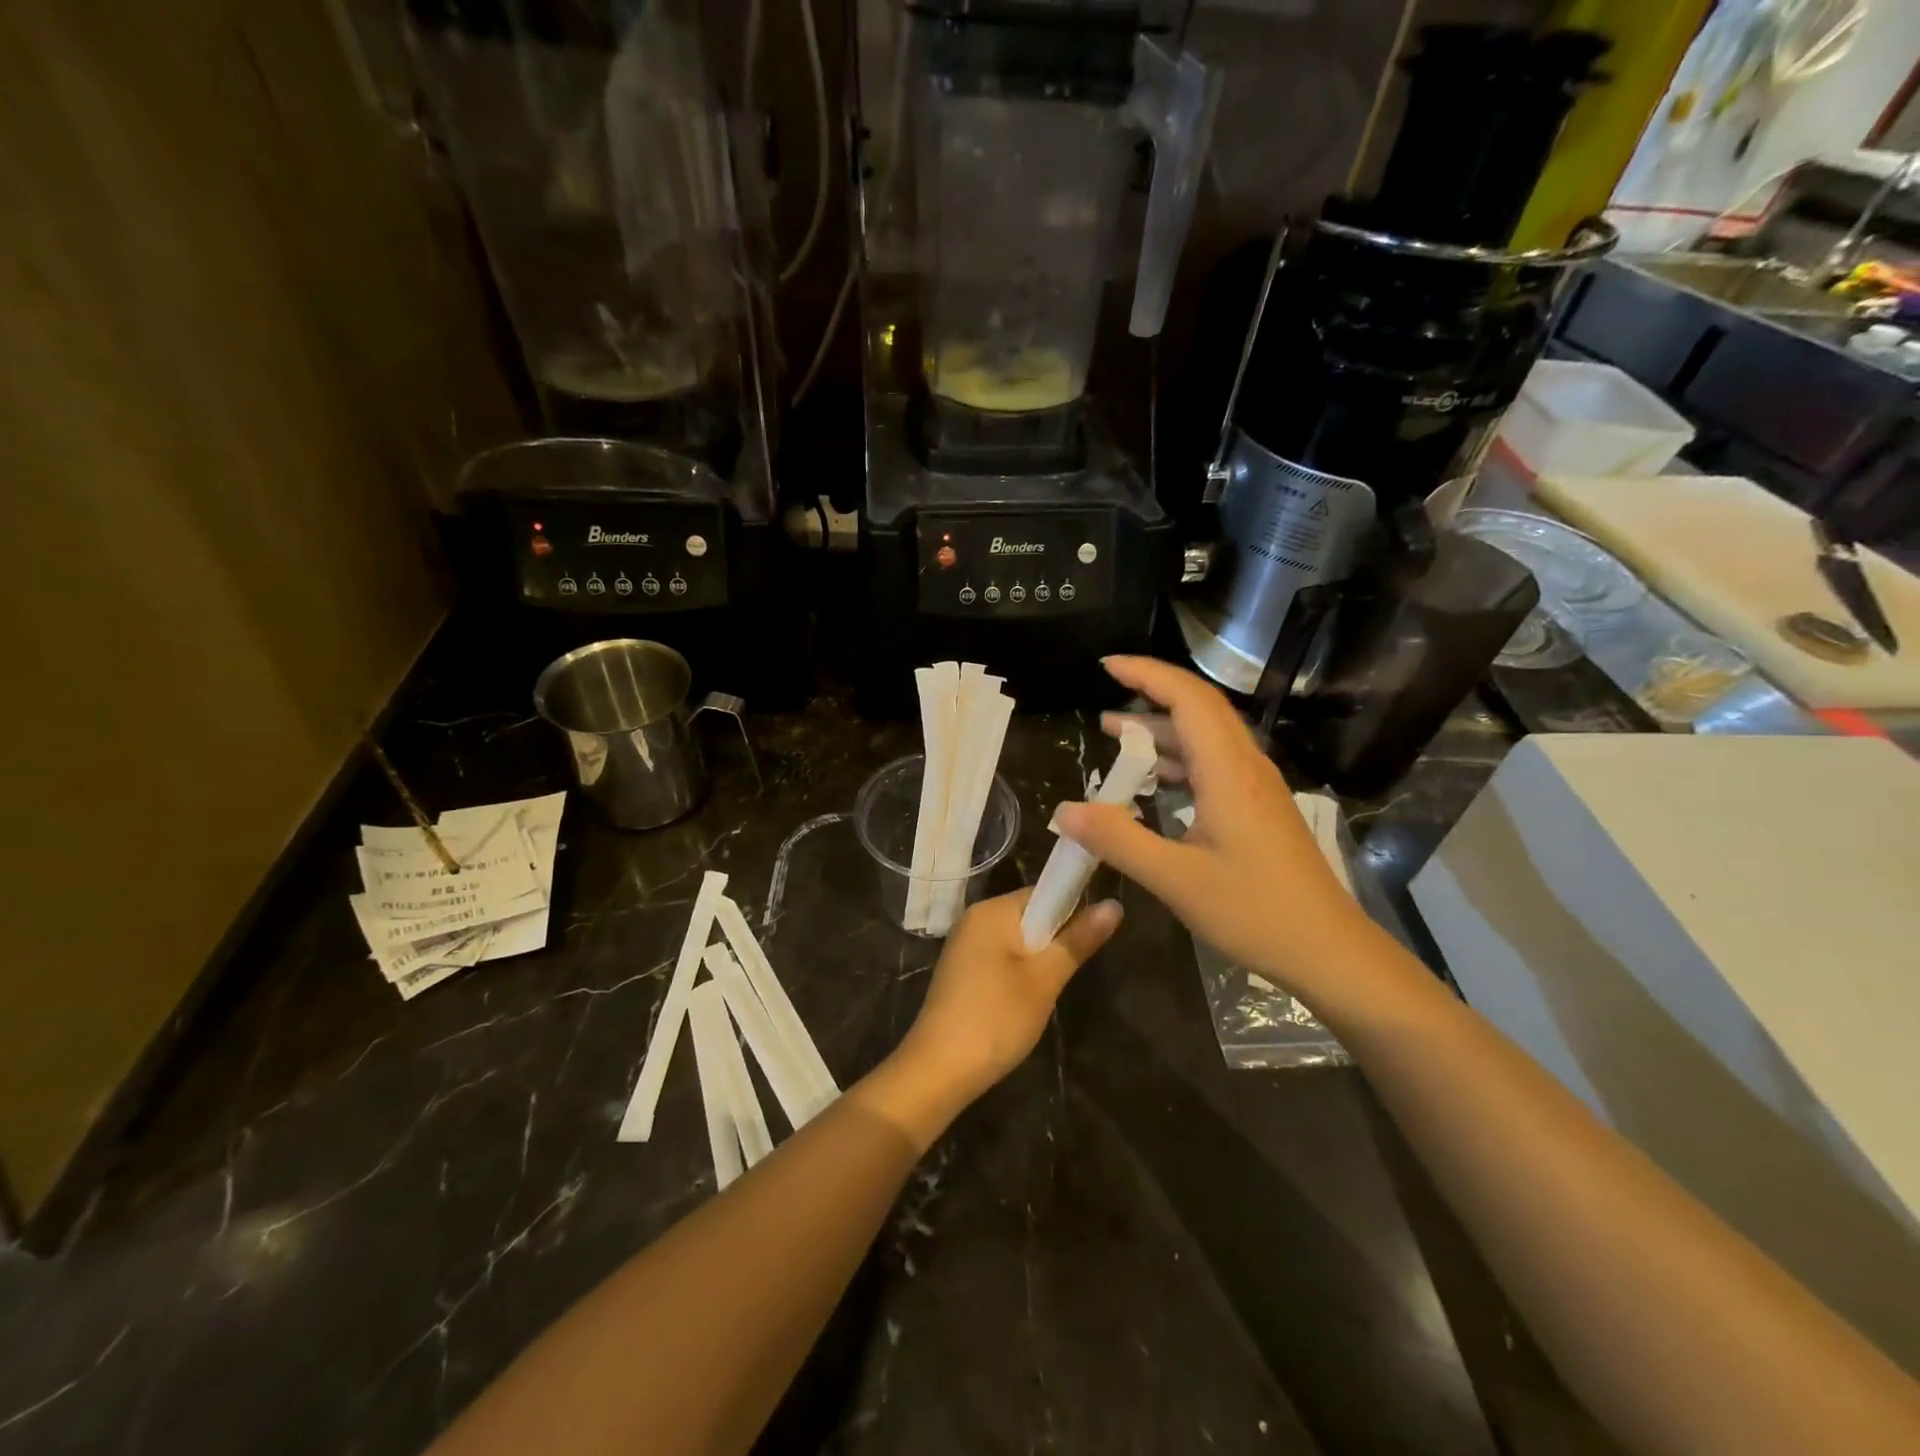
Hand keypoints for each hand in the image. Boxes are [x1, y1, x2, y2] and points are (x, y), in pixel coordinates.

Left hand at [866, 891, 1120, 1148]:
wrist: (939, 1069)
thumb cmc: (996, 1018)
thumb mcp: (1045, 979)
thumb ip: (1078, 939)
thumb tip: (1114, 904)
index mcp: (992, 910)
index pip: (1043, 892)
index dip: (1073, 910)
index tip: (1091, 940)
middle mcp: (975, 918)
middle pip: (1031, 915)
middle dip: (1055, 941)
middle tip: (1067, 974)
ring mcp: (966, 944)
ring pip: (1018, 940)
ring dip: (1039, 961)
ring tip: (1048, 991)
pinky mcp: (963, 970)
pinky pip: (1002, 957)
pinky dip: (1020, 973)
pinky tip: (1024, 1002)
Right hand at [1053, 656, 1382, 1013]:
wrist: (1329, 952)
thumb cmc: (1255, 912)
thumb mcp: (1176, 880)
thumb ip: (1119, 840)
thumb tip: (1065, 810)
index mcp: (1228, 772)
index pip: (1188, 699)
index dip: (1147, 675)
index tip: (1106, 667)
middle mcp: (1246, 768)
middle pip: (1200, 710)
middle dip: (1151, 695)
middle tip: (1105, 698)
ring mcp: (1257, 789)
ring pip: (1207, 739)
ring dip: (1162, 731)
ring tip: (1117, 736)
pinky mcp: (1259, 810)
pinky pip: (1214, 766)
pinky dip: (1178, 762)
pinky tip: (1156, 783)